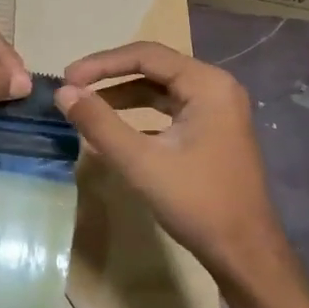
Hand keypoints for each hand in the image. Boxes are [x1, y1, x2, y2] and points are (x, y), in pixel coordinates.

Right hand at [55, 42, 292, 292]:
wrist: (244, 252)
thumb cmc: (196, 202)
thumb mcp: (140, 162)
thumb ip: (99, 123)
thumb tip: (64, 93)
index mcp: (207, 84)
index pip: (146, 55)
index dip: (102, 63)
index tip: (67, 78)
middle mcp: (217, 88)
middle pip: (154, 68)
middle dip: (111, 77)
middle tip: (73, 89)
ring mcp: (218, 110)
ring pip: (161, 90)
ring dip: (123, 96)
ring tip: (87, 108)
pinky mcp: (213, 132)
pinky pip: (170, 111)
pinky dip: (141, 116)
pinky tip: (115, 132)